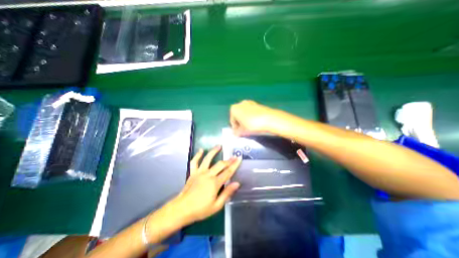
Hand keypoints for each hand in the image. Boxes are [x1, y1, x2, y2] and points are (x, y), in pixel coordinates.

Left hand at [168, 146, 239, 225]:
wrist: (182, 209)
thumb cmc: (200, 209)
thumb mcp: (216, 206)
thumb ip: (227, 193)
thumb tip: (237, 183)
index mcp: (215, 183)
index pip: (228, 172)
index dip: (234, 165)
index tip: (239, 158)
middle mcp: (208, 175)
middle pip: (220, 164)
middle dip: (228, 160)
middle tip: (234, 156)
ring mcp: (199, 172)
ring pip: (207, 159)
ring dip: (213, 151)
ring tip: (219, 146)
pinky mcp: (192, 173)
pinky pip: (194, 162)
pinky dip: (197, 155)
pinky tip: (201, 150)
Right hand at [229, 100, 282, 136]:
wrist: (269, 119)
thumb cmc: (252, 125)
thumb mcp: (242, 131)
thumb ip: (237, 132)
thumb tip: (235, 133)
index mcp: (234, 109)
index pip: (232, 121)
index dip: (235, 128)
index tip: (238, 133)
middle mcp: (240, 103)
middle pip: (238, 116)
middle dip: (240, 123)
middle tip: (244, 131)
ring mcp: (249, 102)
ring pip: (245, 113)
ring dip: (246, 120)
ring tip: (250, 128)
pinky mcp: (257, 104)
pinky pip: (251, 112)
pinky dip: (251, 117)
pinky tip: (255, 123)